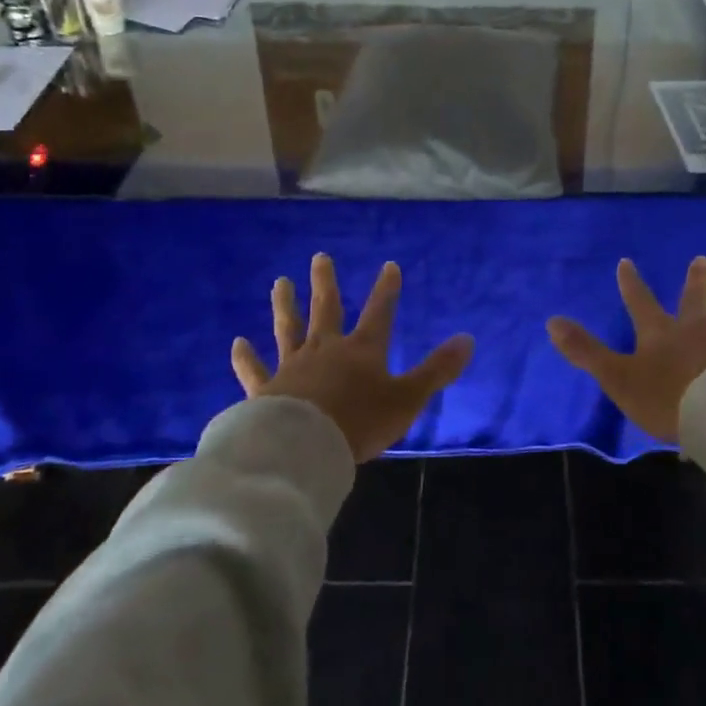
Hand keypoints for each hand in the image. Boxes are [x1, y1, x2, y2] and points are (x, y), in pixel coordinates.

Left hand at [231, 254, 474, 462]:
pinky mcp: (266, 390)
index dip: (386, 290)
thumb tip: (468, 339)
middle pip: (326, 309)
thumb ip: (437, 370)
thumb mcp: (408, 398)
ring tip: (280, 282)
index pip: (379, 312)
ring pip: (288, 329)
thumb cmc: (360, 422)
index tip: (389, 266)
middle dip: (326, 283)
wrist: (305, 448)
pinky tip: (237, 343)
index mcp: (362, 351)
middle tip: (319, 257)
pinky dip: (245, 357)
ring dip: (285, 305)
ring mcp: (293, 367)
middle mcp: (326, 350)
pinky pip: (254, 370)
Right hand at [547, 257, 705, 442]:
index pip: (640, 302)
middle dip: (695, 281)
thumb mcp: (618, 378)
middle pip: (694, 299)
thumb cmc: (667, 398)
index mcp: (660, 333)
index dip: (631, 283)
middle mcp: (696, 329)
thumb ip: (586, 351)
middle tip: (702, 259)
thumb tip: (551, 321)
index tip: (626, 263)